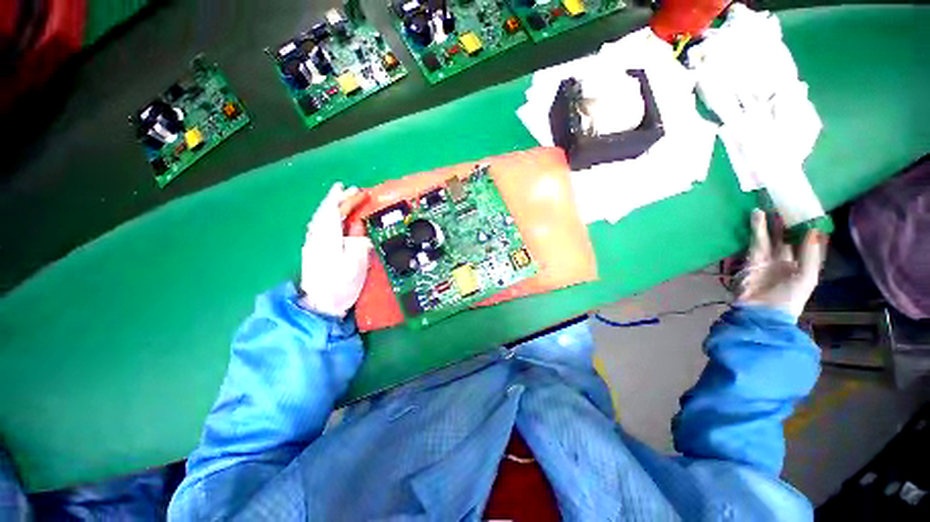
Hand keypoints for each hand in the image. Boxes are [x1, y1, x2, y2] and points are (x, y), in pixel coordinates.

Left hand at [299, 183, 371, 317]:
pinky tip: (335, 219)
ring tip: (343, 200)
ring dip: (332, 207)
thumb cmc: (340, 284)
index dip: (341, 198)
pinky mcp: (314, 251)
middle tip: (352, 191)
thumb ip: (358, 242)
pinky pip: (321, 226)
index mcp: (328, 238)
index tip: (351, 188)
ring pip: (321, 219)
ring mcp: (314, 244)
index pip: (332, 211)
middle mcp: (318, 237)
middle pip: (326, 213)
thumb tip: (358, 231)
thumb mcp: (355, 263)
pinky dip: (329, 217)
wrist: (321, 304)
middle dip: (338, 200)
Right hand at [736, 209, 827, 318]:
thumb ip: (811, 253)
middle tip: (786, 203)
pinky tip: (757, 216)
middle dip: (786, 222)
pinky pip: (756, 241)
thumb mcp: (807, 277)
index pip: (805, 242)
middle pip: (786, 237)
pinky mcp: (751, 259)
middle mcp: (785, 259)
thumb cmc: (790, 297)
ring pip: (770, 237)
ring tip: (771, 205)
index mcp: (802, 265)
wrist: (762, 312)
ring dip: (770, 222)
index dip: (806, 227)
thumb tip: (815, 229)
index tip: (808, 209)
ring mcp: (767, 259)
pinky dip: (756, 229)